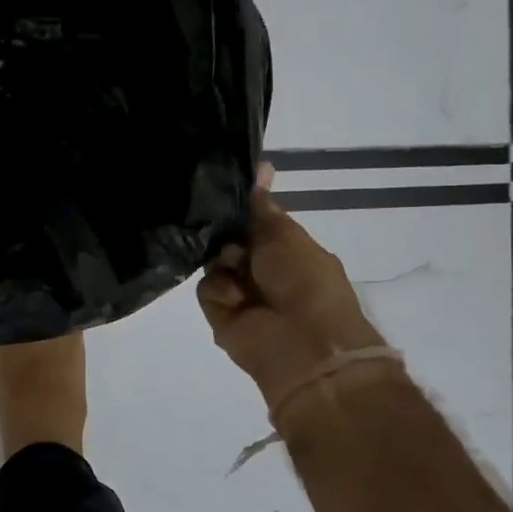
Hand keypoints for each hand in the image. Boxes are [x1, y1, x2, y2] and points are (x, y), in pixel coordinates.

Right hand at [197, 167, 388, 422]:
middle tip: (233, 232)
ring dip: (224, 260)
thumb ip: (262, 207)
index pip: (254, 220)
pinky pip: (206, 286)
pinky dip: (220, 289)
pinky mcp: (220, 312)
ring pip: (213, 259)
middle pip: (228, 237)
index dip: (242, 204)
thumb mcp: (286, 235)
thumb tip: (260, 167)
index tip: (225, 183)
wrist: (302, 344)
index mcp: (285, 249)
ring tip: (238, 268)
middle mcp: (260, 269)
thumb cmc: (305, 281)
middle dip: (226, 231)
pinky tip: (237, 298)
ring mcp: (239, 291)